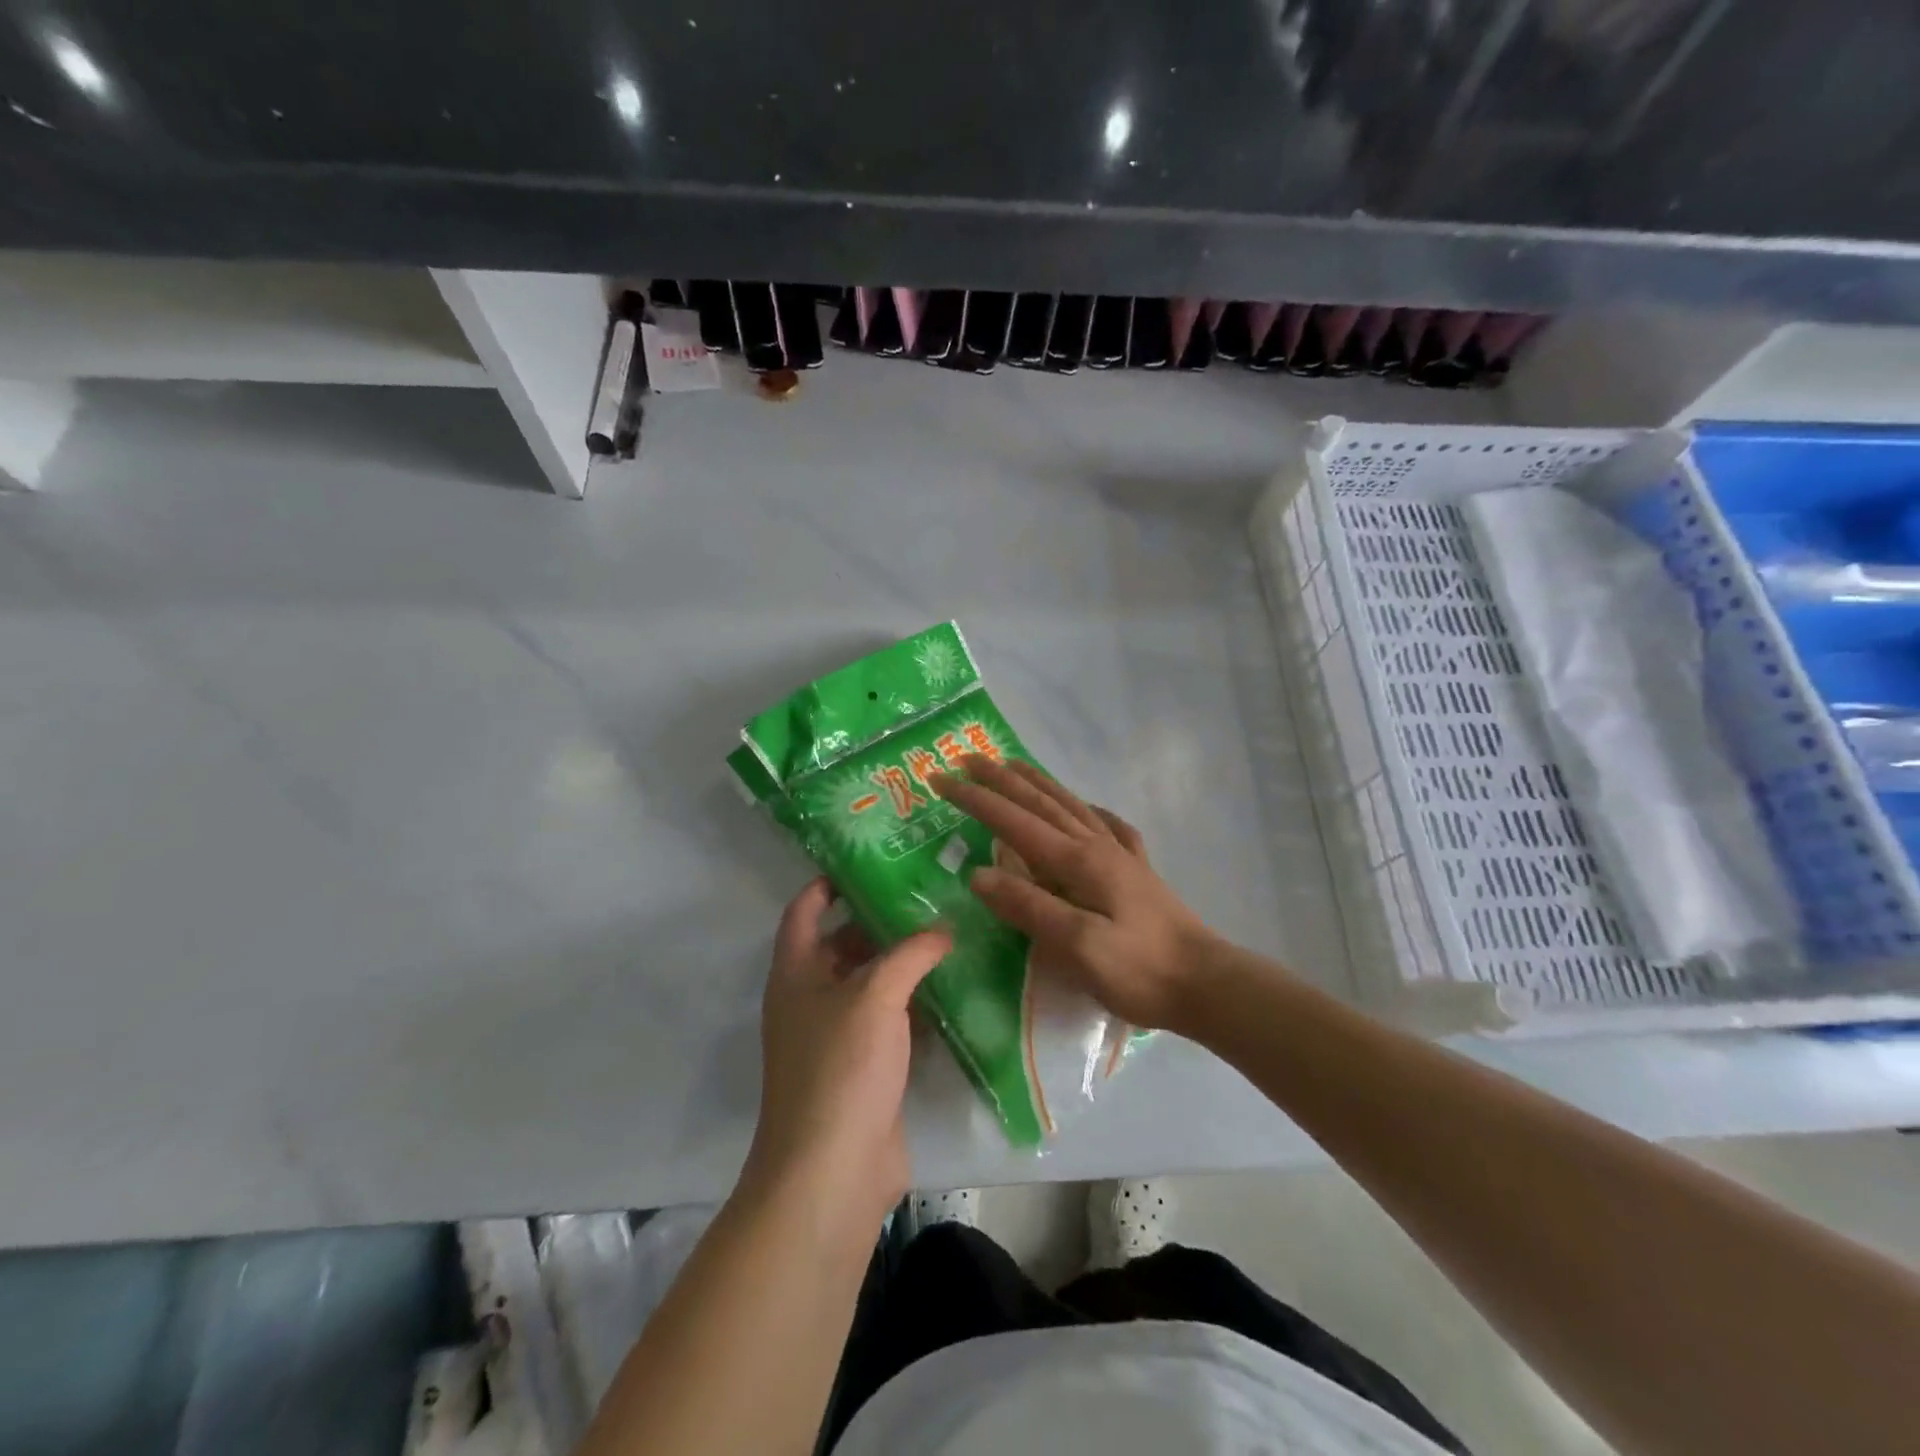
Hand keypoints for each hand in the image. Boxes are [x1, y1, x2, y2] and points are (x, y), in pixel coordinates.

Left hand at [743, 879, 950, 1223]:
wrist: (832, 1171)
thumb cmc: (841, 1067)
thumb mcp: (876, 995)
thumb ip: (911, 953)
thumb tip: (943, 929)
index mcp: (796, 973)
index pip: (804, 910)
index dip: (829, 882)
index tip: (870, 861)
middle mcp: (811, 999)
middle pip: (842, 944)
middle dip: (880, 920)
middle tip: (929, 895)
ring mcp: (837, 1037)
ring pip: (871, 985)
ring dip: (903, 964)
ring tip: (949, 932)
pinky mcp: (865, 1069)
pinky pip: (891, 1022)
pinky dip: (916, 1005)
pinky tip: (953, 989)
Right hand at [934, 758, 1218, 1032]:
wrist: (1206, 984)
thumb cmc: (1139, 970)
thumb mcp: (1078, 946)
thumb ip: (1029, 906)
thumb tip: (979, 873)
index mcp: (1078, 861)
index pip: (1014, 821)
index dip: (976, 799)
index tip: (940, 779)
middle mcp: (1096, 846)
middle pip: (1040, 803)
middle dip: (999, 780)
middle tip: (966, 757)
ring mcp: (1119, 855)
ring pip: (1070, 805)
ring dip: (1038, 783)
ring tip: (1013, 764)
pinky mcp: (1137, 871)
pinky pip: (1107, 826)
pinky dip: (1089, 809)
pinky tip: (1089, 808)